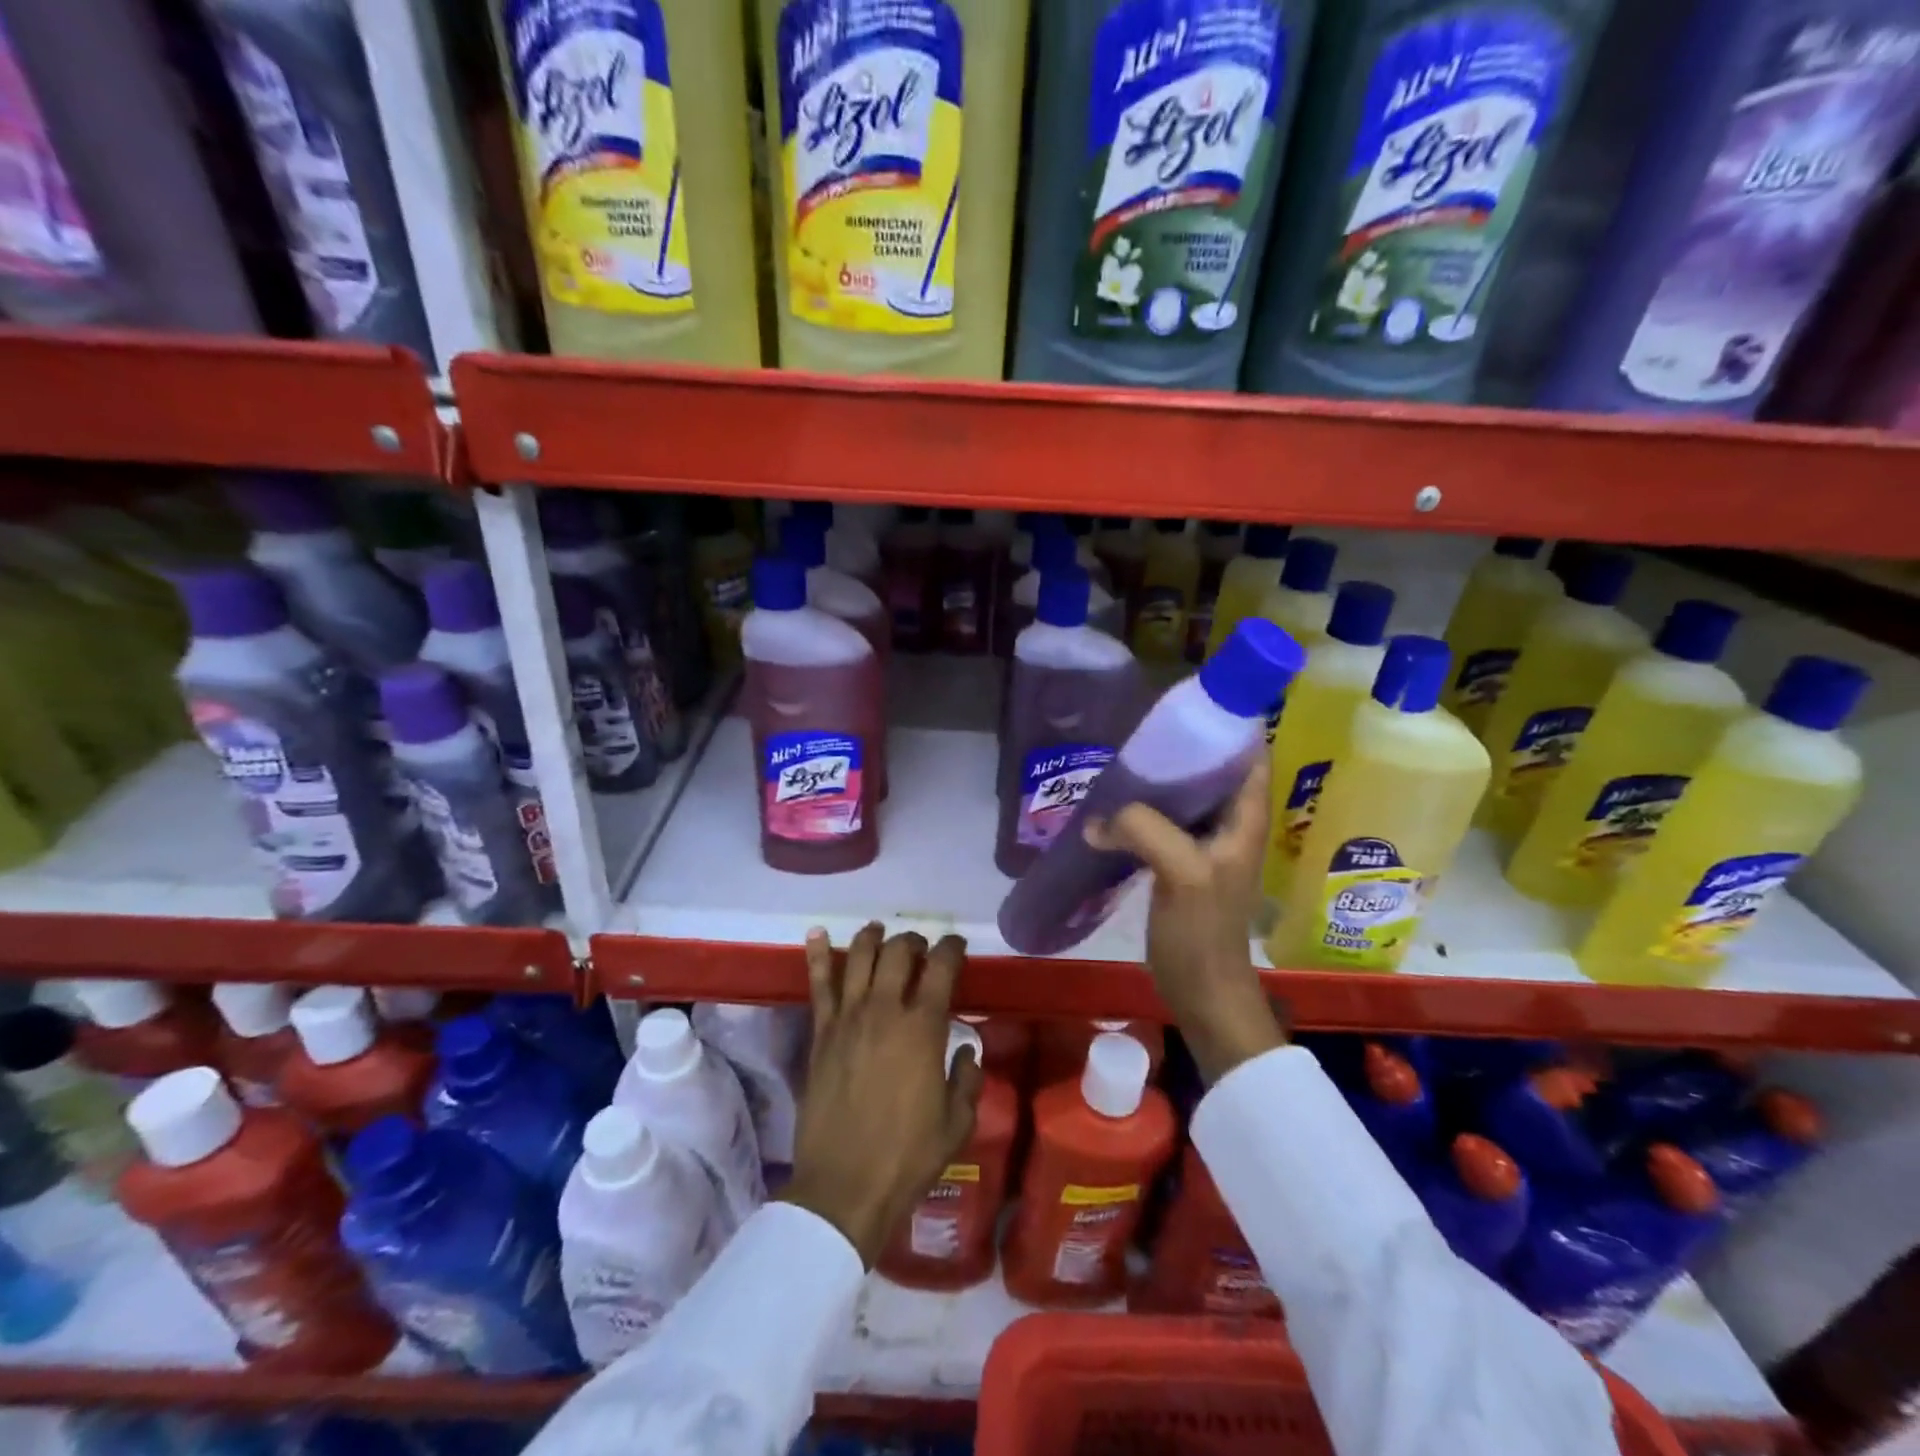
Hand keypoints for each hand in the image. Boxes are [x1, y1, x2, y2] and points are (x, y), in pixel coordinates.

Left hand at [782, 923, 983, 1266]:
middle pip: (898, 953)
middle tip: (921, 948)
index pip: (941, 967)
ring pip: (858, 957)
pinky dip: (817, 954)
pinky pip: (818, 984)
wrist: (843, 1187)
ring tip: (879, 932)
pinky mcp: (821, 1033)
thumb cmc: (907, 1157)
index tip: (957, 946)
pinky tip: (817, 933)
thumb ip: (968, 1078)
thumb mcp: (957, 1122)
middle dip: (914, 942)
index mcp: (923, 1027)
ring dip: (872, 937)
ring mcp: (847, 1018)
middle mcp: (884, 1010)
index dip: (952, 948)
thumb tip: (967, 1050)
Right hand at [1086, 758, 1286, 1083]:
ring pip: (1184, 796)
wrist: (1202, 991)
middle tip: (1143, 731)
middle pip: (1212, 771)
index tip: (1192, 705)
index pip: (1250, 755)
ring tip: (1124, 761)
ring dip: (1159, 779)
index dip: (1230, 726)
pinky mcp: (1178, 863)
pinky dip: (1142, 809)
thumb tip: (1098, 819)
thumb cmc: (1204, 932)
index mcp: (1244, 819)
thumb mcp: (1182, 872)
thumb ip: (1145, 830)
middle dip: (1183, 748)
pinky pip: (1162, 822)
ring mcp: (1203, 845)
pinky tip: (1112, 805)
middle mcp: (1229, 825)